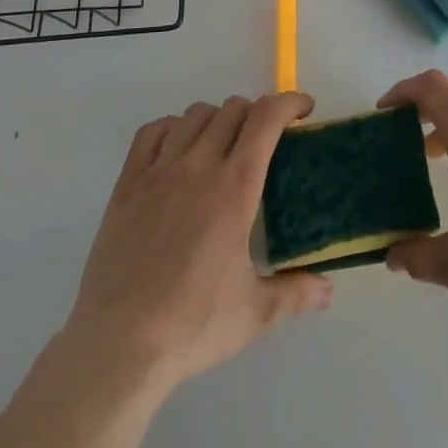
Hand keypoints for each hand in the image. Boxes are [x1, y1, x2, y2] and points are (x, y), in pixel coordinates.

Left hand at [63, 92, 333, 394]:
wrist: (119, 345)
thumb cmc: (192, 326)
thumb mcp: (254, 314)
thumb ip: (295, 294)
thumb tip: (328, 291)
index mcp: (234, 189)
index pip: (265, 119)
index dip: (288, 102)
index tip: (304, 109)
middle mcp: (198, 166)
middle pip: (232, 109)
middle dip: (256, 113)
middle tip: (265, 138)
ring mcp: (159, 171)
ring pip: (194, 115)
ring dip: (217, 118)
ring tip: (223, 143)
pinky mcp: (128, 183)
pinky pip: (152, 132)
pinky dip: (172, 127)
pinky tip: (179, 148)